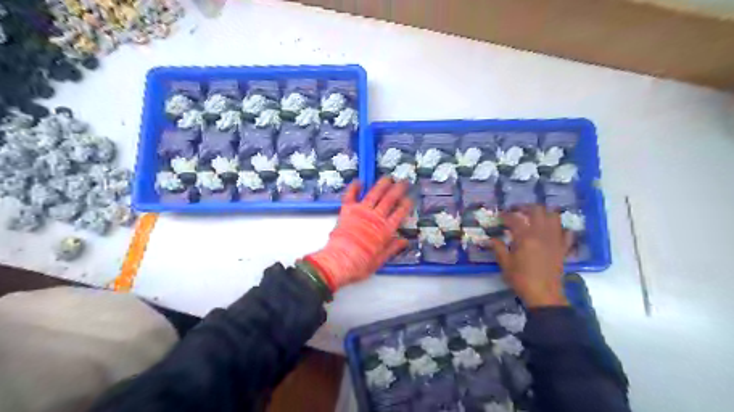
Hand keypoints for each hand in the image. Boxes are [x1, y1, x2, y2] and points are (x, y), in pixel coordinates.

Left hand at [306, 179, 411, 290]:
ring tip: (388, 177)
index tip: (411, 197)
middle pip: (390, 199)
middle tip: (404, 181)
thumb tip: (404, 241)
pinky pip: (351, 195)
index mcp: (385, 230)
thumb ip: (392, 248)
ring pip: (374, 194)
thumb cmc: (360, 264)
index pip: (400, 213)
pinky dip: (354, 187)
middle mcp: (375, 217)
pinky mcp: (347, 210)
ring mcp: (361, 212)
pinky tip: (359, 181)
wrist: (339, 261)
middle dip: (398, 189)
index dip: (407, 204)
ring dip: (382, 184)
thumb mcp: (380, 260)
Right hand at [493, 204, 572, 307]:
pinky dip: (559, 228)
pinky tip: (552, 231)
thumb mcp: (505, 263)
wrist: (544, 295)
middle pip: (537, 210)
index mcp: (525, 237)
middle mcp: (542, 234)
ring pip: (553, 217)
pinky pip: (566, 232)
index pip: (515, 218)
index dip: (506, 215)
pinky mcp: (563, 247)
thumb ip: (498, 248)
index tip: (500, 216)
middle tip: (517, 211)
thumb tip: (490, 238)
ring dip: (543, 213)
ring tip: (534, 217)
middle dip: (525, 207)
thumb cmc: (521, 279)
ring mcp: (555, 239)